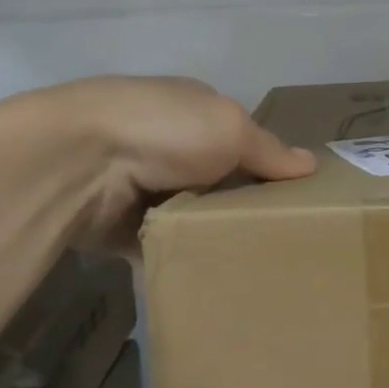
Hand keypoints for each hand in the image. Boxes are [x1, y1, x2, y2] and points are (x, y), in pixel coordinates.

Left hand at [0, 76, 315, 253]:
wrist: (77, 162)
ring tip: (256, 266)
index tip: (297, 199)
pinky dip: (183, 258)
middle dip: (244, 206)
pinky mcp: (123, 227)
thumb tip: (311, 164)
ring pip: (193, 216)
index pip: (241, 139)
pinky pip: (165, 246)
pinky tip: (213, 277)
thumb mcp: (231, 128)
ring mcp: (142, 185)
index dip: (268, 166)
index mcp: (194, 110)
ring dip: (214, 235)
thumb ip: (270, 151)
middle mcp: (168, 144)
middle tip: (283, 241)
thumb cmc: (164, 129)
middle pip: (219, 181)